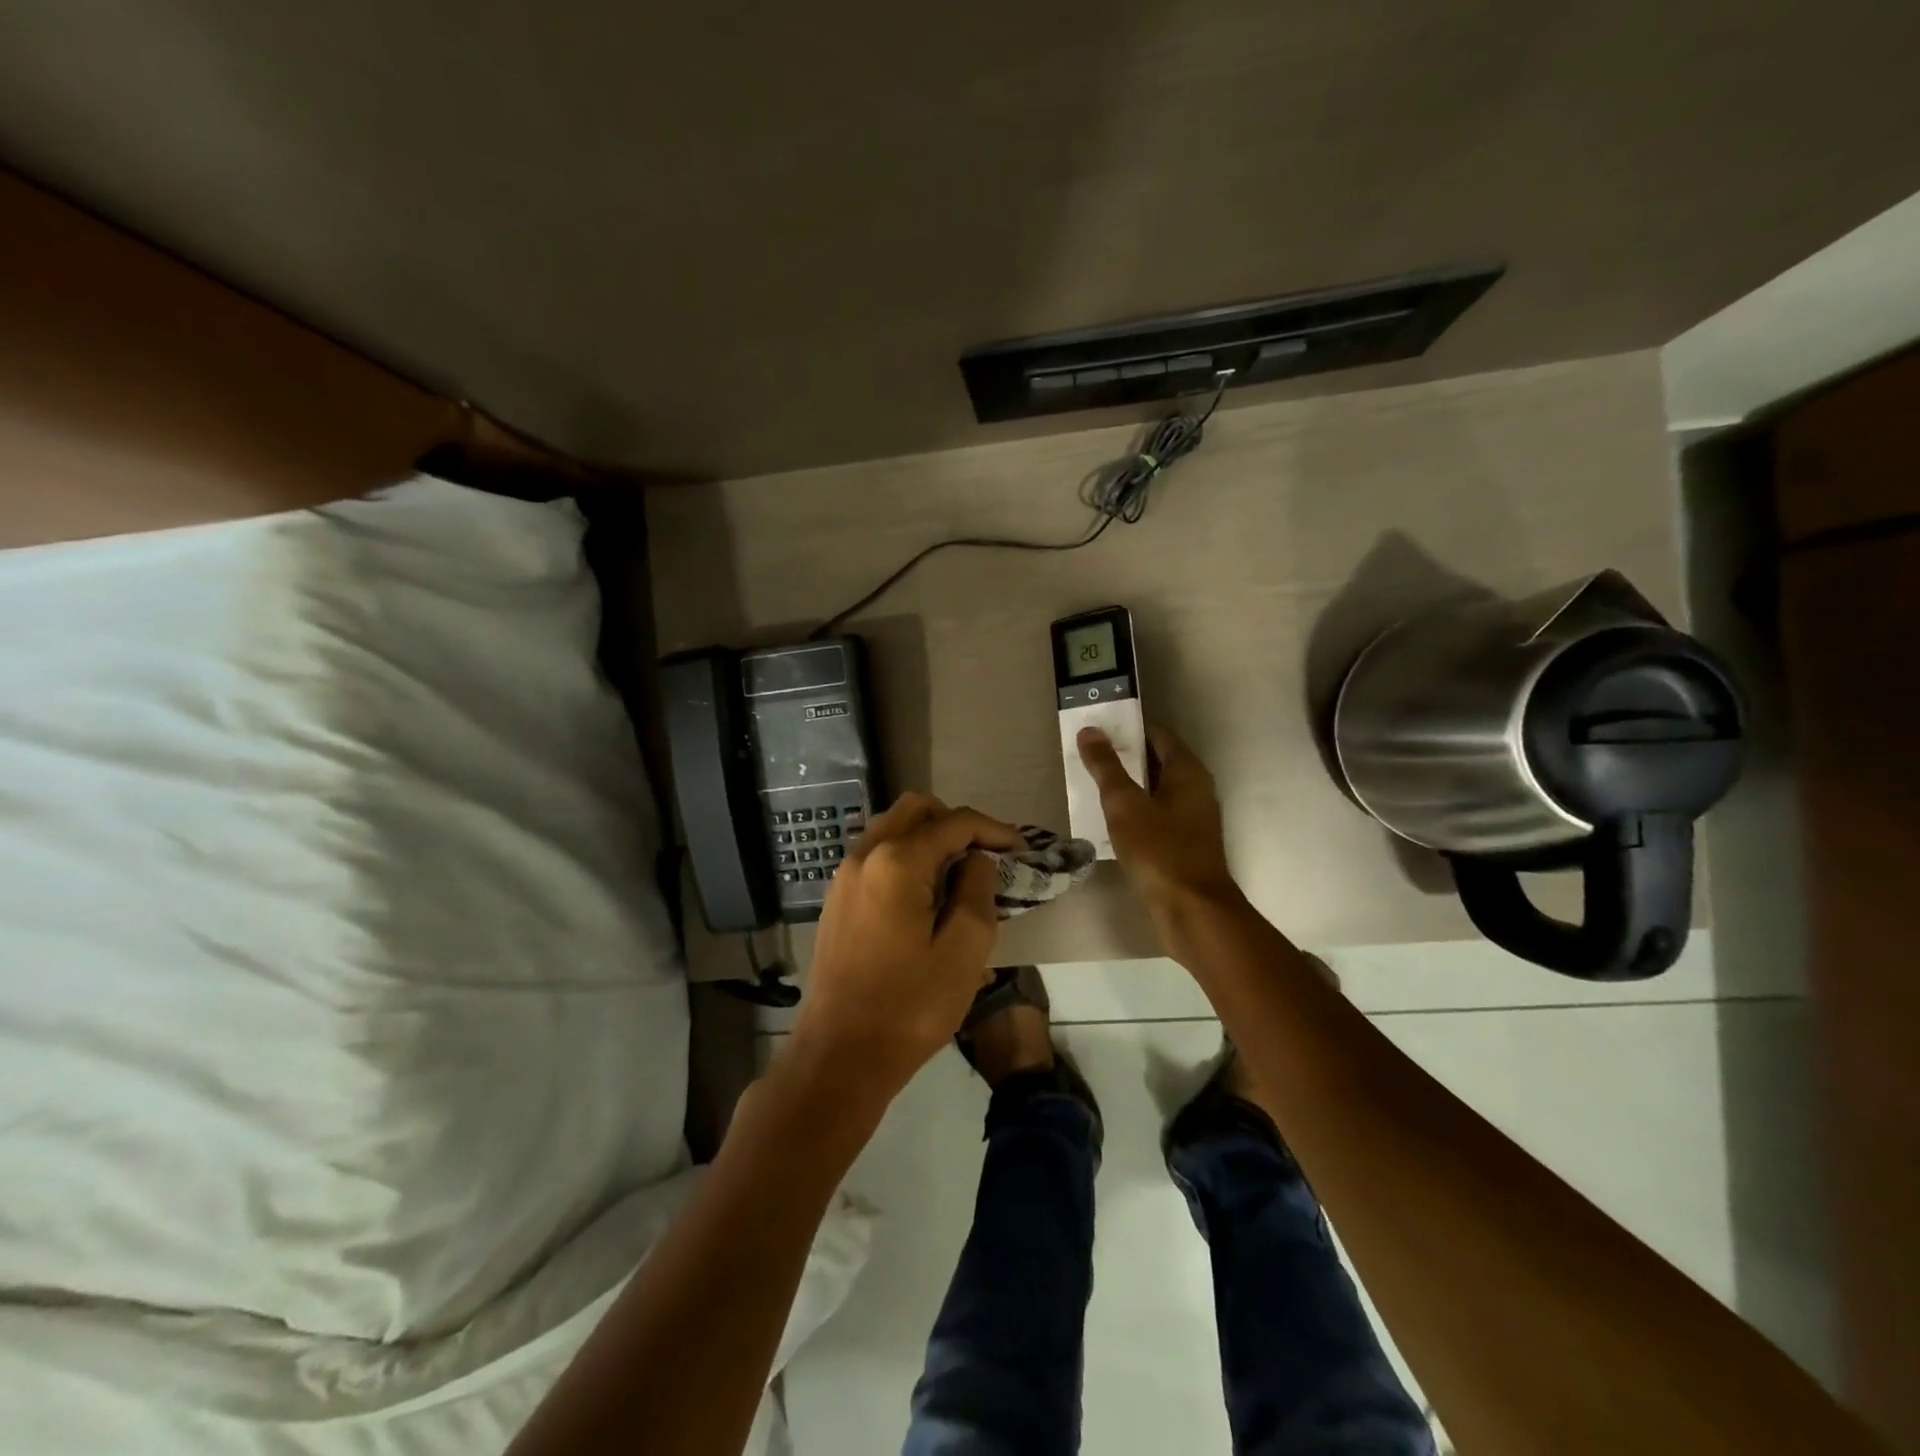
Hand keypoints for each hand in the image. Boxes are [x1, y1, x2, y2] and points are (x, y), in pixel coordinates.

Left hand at [786, 793, 1022, 1104]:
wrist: (839, 1056)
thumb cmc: (909, 1008)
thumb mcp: (963, 952)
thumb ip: (977, 892)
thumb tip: (976, 860)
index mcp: (896, 862)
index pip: (955, 823)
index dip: (994, 830)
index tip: (1022, 850)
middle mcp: (864, 855)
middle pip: (916, 810)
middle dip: (957, 823)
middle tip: (988, 856)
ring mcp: (844, 876)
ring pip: (892, 828)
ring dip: (929, 838)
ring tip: (960, 873)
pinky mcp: (837, 899)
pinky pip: (876, 855)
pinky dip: (906, 856)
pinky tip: (925, 894)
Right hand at [1077, 725, 1239, 916]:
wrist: (1193, 910)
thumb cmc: (1159, 850)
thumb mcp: (1125, 805)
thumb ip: (1106, 767)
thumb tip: (1090, 730)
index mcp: (1187, 771)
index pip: (1158, 734)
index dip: (1128, 729)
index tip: (1098, 732)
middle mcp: (1196, 789)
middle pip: (1158, 761)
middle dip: (1124, 757)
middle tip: (1088, 758)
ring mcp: (1193, 818)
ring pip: (1157, 790)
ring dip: (1129, 786)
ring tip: (1092, 787)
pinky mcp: (1186, 843)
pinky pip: (1158, 815)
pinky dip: (1137, 811)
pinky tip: (1112, 822)